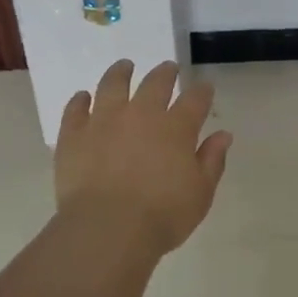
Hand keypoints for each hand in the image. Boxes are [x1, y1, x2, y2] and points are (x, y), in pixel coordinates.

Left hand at [56, 60, 232, 257]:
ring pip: (112, 85)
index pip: (195, 99)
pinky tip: (83, 97)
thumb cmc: (162, 216)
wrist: (107, 230)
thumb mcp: (200, 193)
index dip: (202, 91)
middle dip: (165, 73)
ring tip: (124, 66)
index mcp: (176, 128)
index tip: (205, 87)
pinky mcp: (74, 135)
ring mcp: (104, 121)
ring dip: (120, 73)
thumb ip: (212, 160)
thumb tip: (223, 135)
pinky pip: (76, 109)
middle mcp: (141, 114)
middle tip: (168, 69)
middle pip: (155, 83)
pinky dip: (80, 101)